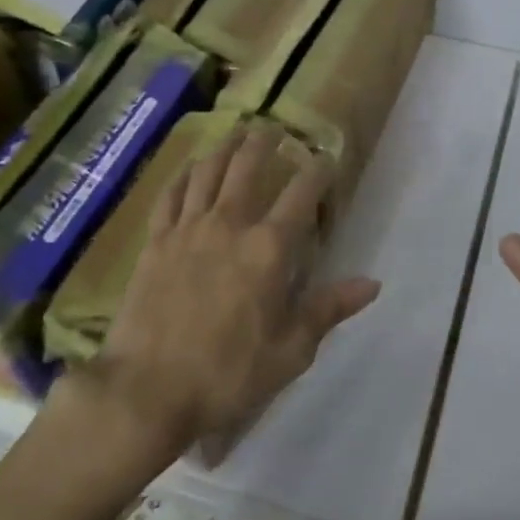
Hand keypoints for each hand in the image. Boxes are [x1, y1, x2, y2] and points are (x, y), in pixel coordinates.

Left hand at [81, 125, 381, 458]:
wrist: (147, 390)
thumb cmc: (227, 374)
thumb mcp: (290, 351)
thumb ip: (328, 309)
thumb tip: (372, 283)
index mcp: (268, 249)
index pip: (300, 194)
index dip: (317, 171)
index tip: (326, 159)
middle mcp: (229, 225)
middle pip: (247, 167)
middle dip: (264, 143)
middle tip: (273, 130)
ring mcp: (186, 230)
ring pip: (207, 172)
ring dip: (224, 148)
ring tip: (235, 133)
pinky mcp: (155, 243)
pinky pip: (169, 196)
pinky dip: (182, 177)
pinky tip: (188, 170)